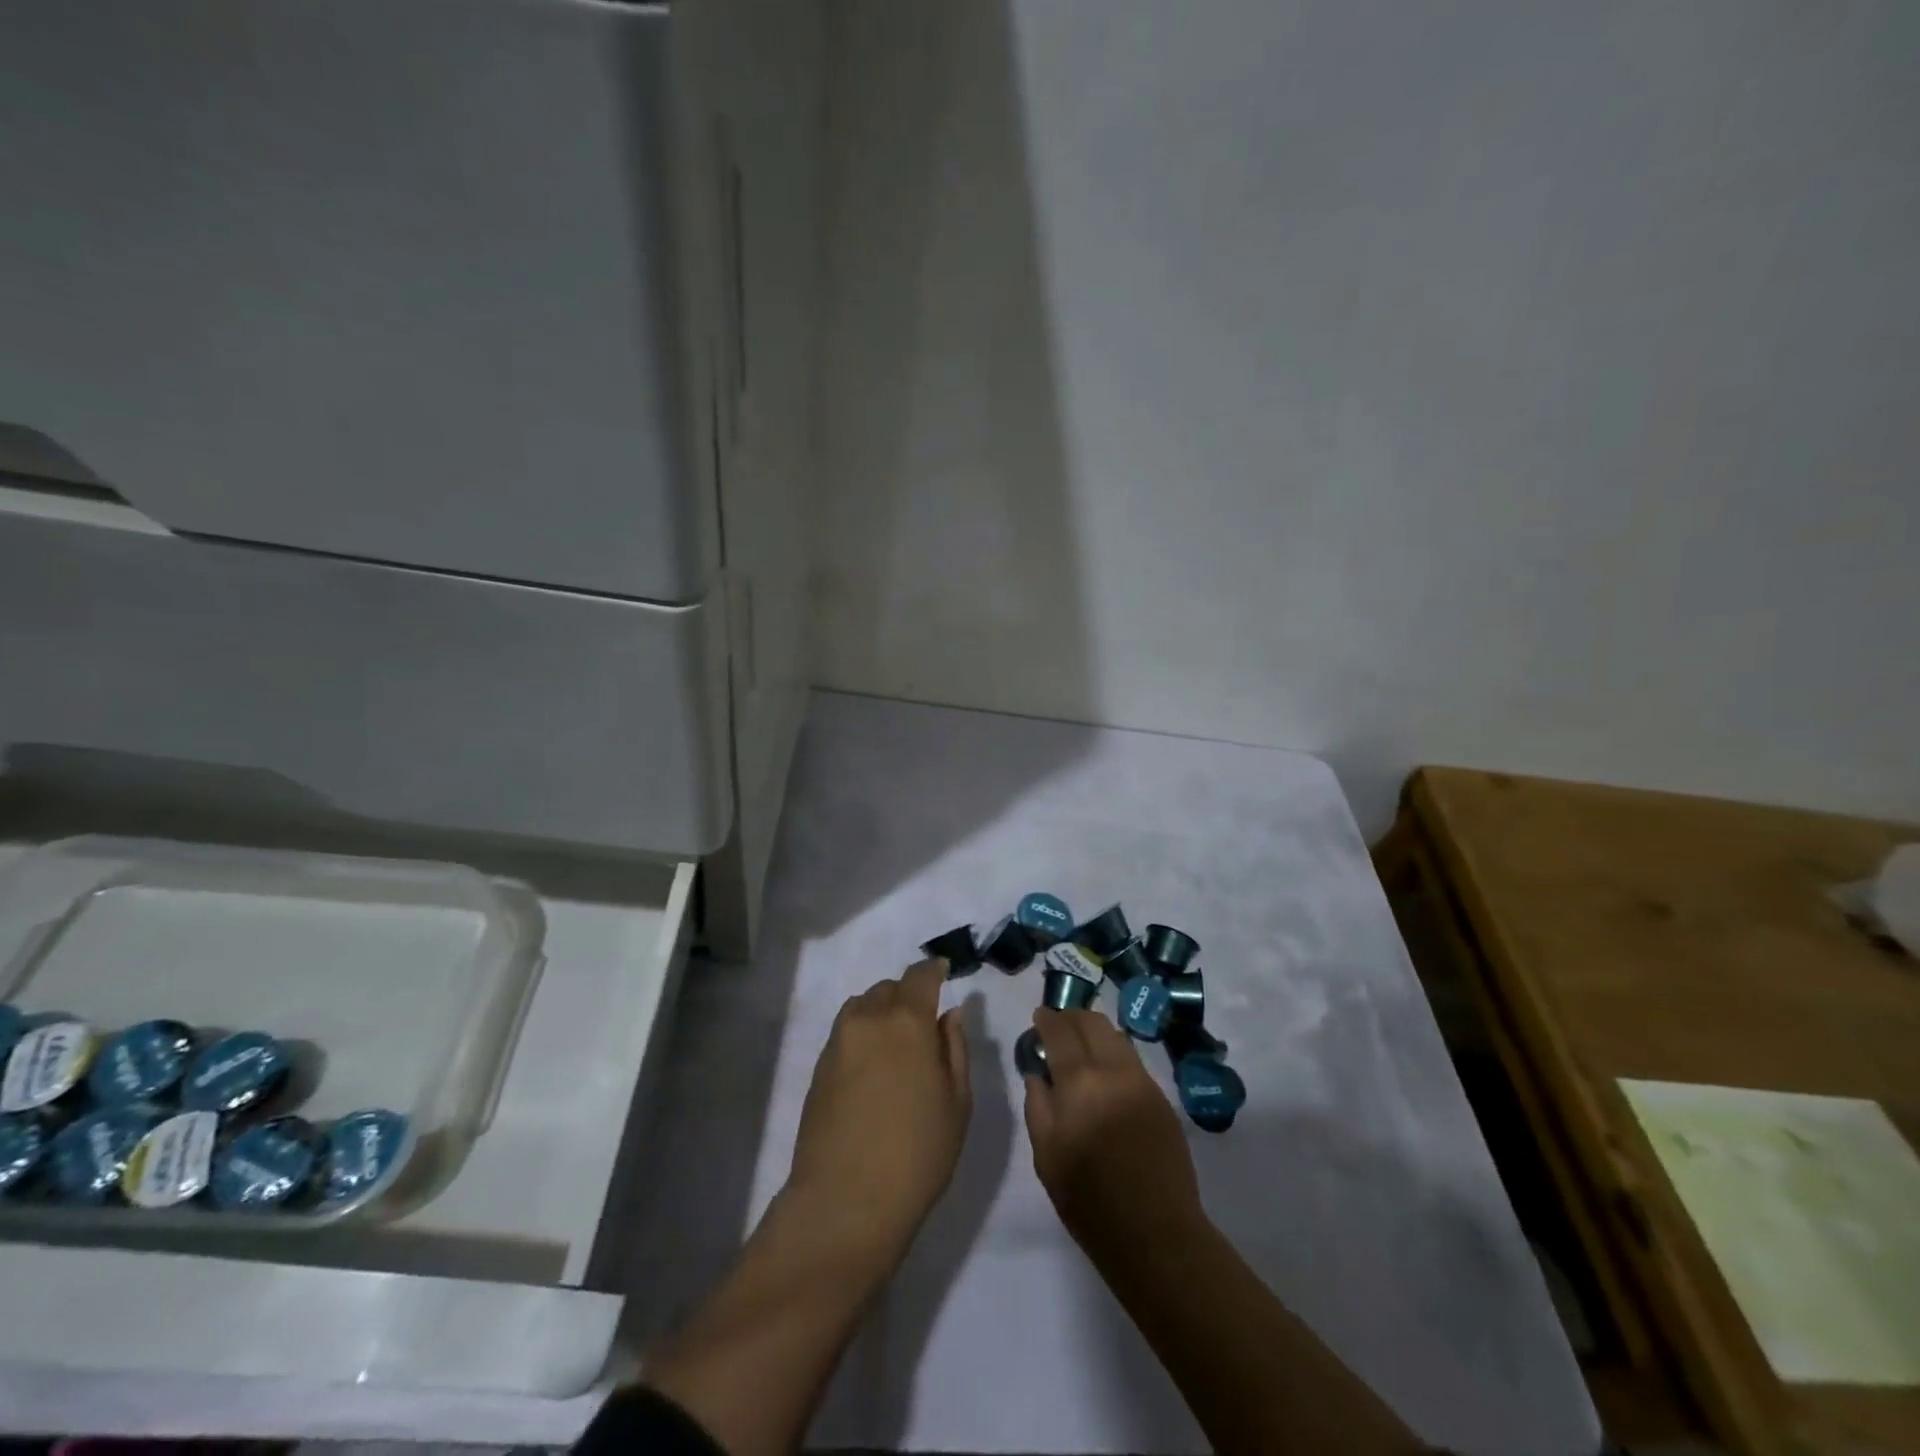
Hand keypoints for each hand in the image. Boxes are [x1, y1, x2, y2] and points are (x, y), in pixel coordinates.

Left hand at [783, 958, 971, 1269]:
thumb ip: (954, 1048)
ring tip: (897, 1045)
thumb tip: (949, 1014)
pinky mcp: (819, 1066)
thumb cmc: (917, 1153)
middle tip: (924, 1022)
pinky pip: (847, 1032)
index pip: (920, 975)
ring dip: (882, 1012)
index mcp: (908, 1021)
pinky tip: (874, 1069)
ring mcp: (839, 1041)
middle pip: (889, 988)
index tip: (943, 970)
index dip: (933, 969)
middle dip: (908, 995)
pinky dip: (863, 1034)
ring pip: (863, 1006)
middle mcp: (869, 1018)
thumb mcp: (957, 1102)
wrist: (846, 1201)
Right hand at [1023, 1008, 1203, 1254]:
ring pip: (1116, 1036)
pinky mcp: (1161, 1097)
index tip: (1039, 1016)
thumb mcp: (1046, 1156)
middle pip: (1092, 1023)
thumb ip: (1038, 1105)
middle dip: (1072, 1016)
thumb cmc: (1089, 1201)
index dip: (1048, 1019)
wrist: (1155, 1233)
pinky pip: (1132, 1059)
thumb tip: (1038, 1073)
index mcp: (1080, 1083)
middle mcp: (1114, 1071)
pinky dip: (1114, 1050)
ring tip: (1081, 1040)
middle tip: (1058, 1025)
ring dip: (1095, 1029)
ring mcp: (1142, 1082)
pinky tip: (1105, 1067)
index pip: (1061, 1032)